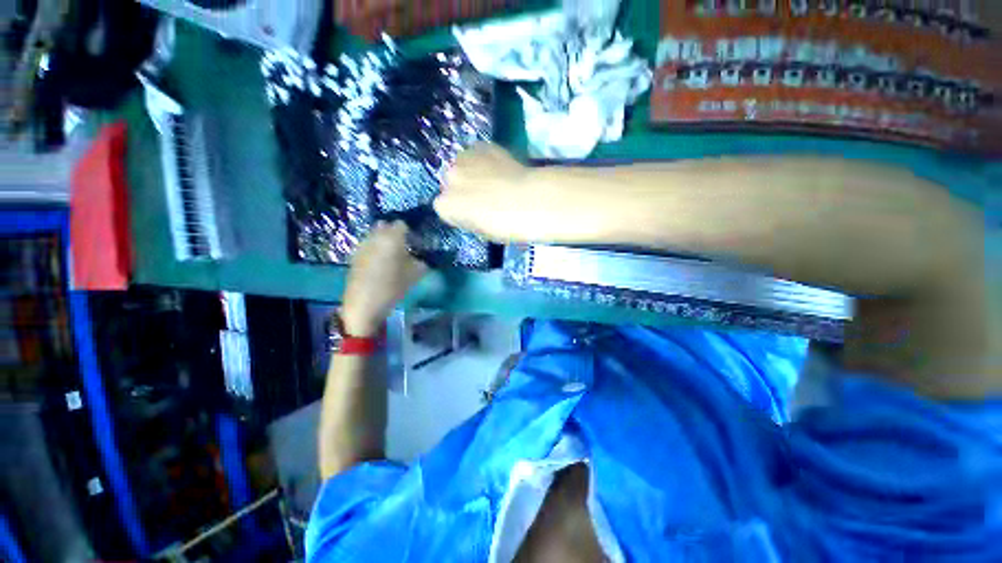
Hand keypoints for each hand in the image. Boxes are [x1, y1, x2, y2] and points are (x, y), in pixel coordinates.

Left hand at [341, 221, 427, 336]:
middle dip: (394, 233)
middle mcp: (375, 236)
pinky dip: (374, 248)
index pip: (401, 225)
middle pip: (385, 226)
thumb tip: (422, 256)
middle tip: (403, 246)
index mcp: (392, 238)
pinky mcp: (354, 255)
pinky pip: (367, 245)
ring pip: (374, 234)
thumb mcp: (416, 274)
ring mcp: (363, 245)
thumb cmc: (394, 286)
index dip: (409, 231)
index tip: (414, 241)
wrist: (365, 303)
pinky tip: (379, 262)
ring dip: (383, 240)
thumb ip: (422, 261)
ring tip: (391, 254)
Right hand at [434, 143, 545, 242]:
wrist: (531, 201)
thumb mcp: (482, 231)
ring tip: (494, 180)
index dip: (461, 212)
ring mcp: (464, 159)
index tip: (475, 215)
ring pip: (463, 165)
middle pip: (452, 184)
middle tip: (484, 197)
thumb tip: (474, 211)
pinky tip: (501, 169)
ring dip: (473, 172)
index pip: (446, 208)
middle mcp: (449, 179)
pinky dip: (486, 160)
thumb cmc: (506, 226)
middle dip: (464, 189)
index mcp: (445, 205)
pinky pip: (478, 153)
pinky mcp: (482, 146)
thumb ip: (470, 218)